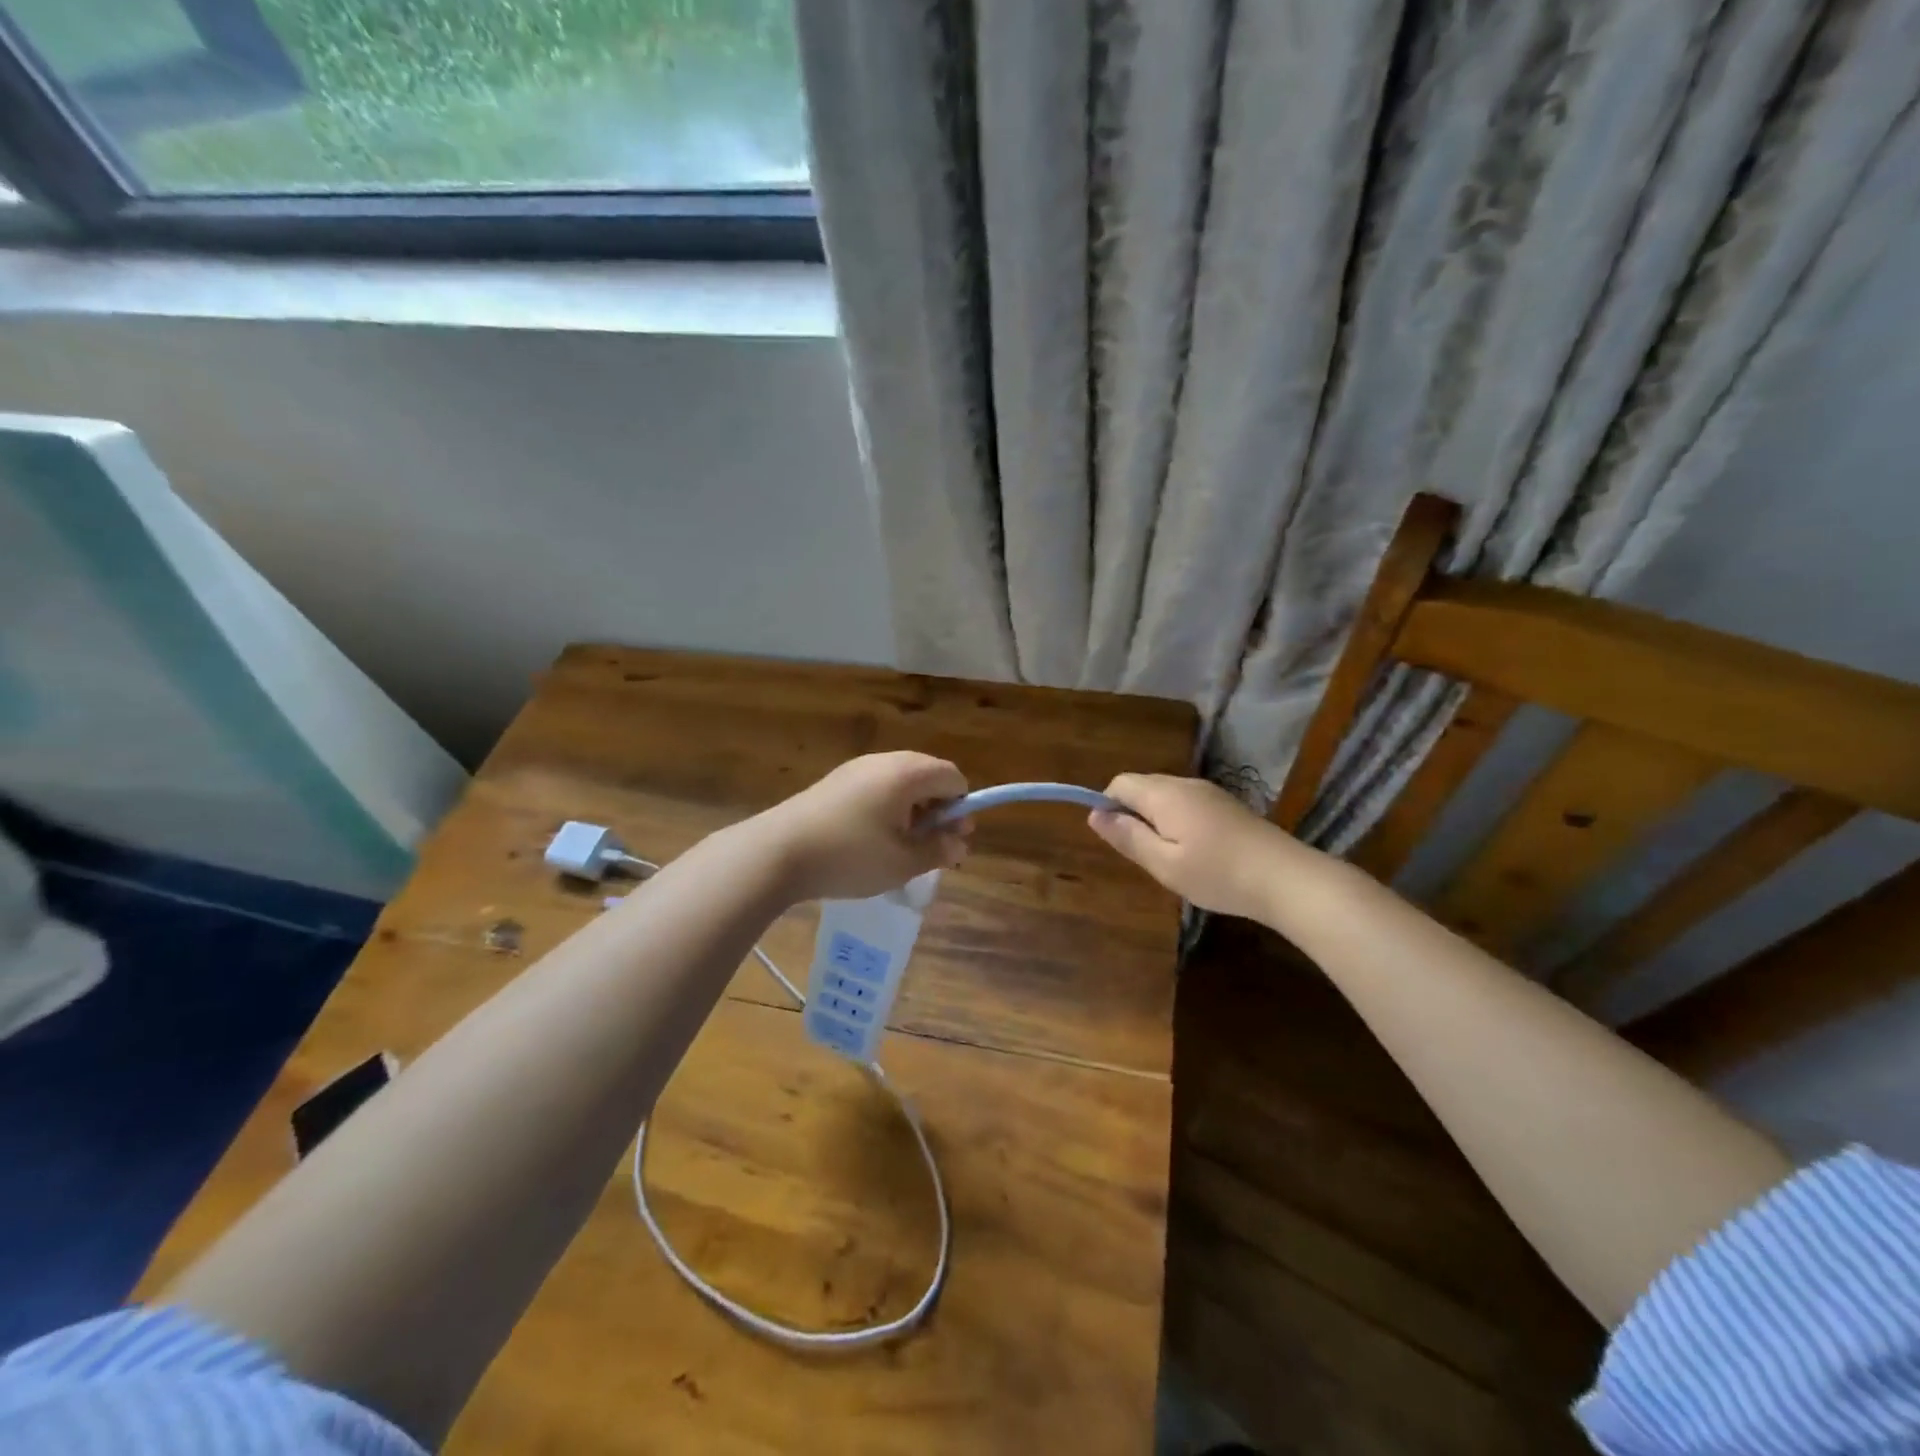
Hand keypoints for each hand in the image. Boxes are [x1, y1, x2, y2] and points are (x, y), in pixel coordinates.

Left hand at [756, 752, 970, 901]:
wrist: (777, 852)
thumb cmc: (850, 856)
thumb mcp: (902, 863)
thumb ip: (938, 851)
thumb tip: (958, 844)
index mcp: (907, 773)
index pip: (953, 777)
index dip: (961, 808)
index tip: (951, 840)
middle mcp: (884, 761)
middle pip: (928, 775)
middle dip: (937, 809)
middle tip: (929, 846)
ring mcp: (855, 768)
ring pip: (900, 782)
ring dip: (912, 810)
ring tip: (899, 847)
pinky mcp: (835, 781)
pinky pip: (876, 787)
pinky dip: (887, 808)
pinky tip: (870, 839)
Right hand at [1087, 773, 1303, 921]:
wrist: (1287, 878)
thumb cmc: (1218, 874)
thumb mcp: (1164, 864)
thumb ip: (1128, 837)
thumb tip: (1095, 815)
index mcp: (1164, 795)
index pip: (1120, 783)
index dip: (1108, 806)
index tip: (1117, 840)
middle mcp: (1185, 784)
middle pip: (1143, 787)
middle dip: (1132, 814)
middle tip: (1144, 855)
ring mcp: (1210, 792)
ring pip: (1166, 796)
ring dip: (1156, 820)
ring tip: (1170, 858)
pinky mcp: (1227, 805)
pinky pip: (1187, 803)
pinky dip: (1178, 821)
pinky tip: (1195, 853)